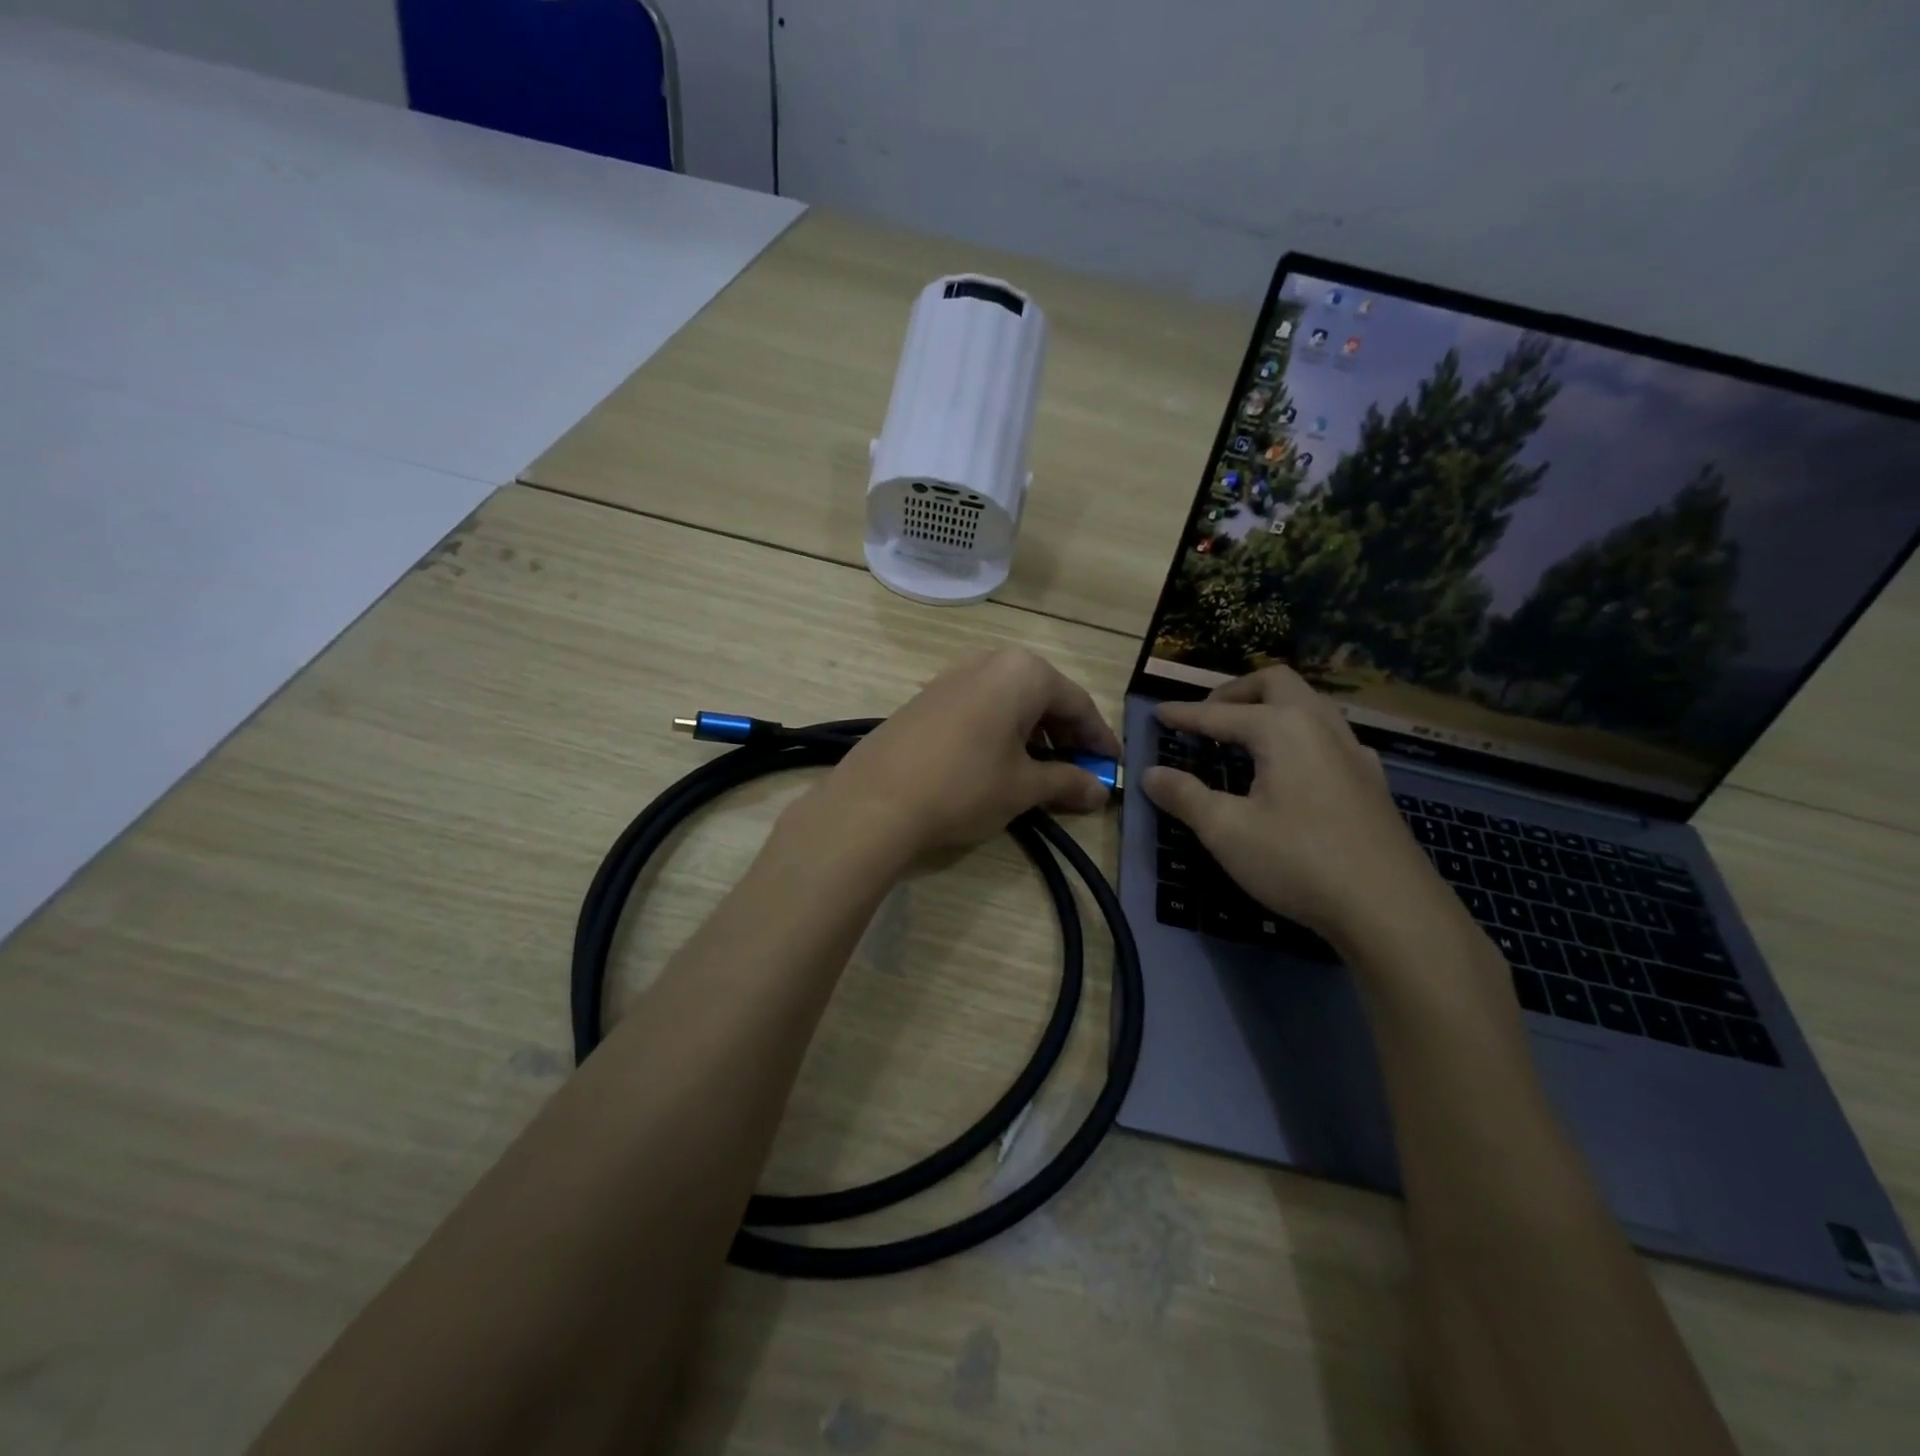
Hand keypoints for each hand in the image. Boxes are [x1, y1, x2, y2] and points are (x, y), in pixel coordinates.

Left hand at [799, 649, 1120, 862]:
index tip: (1110, 767)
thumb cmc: (964, 786)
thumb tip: (1099, 792)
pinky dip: (1000, 733)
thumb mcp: (1023, 787)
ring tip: (1041, 772)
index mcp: (1022, 672)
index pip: (1077, 703)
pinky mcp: (926, 698)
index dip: (1098, 738)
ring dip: (1032, 734)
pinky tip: (998, 764)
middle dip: (1065, 735)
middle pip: (1043, 696)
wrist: (873, 802)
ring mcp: (952, 677)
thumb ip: (1067, 782)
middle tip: (1079, 771)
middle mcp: (988, 662)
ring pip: (1009, 702)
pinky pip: (979, 709)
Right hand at [1140, 666, 1444, 948]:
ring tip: (1244, 736)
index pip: (1220, 713)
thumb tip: (1150, 773)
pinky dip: (1298, 734)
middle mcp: (1321, 726)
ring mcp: (1353, 751)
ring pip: (1309, 704)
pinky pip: (1328, 735)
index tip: (1158, 713)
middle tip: (1207, 716)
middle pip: (1275, 683)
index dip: (1184, 714)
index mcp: (1282, 728)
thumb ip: (1185, 796)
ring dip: (1271, 708)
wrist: (1390, 908)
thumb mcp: (1226, 831)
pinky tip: (1292, 769)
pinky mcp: (1371, 780)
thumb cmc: (1298, 861)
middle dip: (1235, 691)